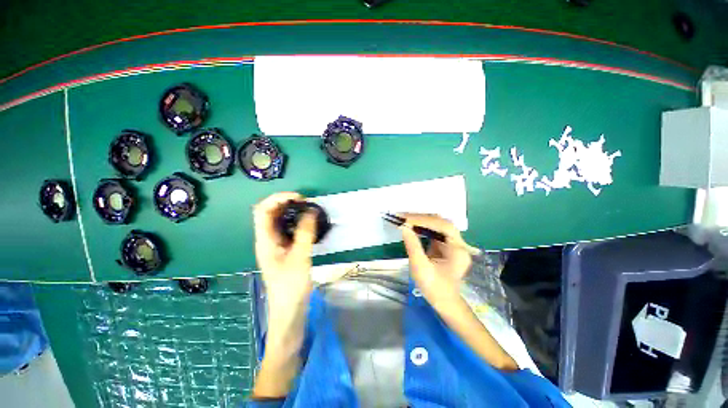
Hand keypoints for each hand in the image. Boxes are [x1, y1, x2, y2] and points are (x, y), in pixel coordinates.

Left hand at [252, 193, 318, 397]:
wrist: (289, 311)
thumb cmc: (291, 287)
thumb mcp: (300, 258)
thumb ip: (305, 233)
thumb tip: (311, 210)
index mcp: (265, 241)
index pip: (263, 210)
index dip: (278, 199)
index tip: (299, 198)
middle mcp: (267, 240)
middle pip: (270, 213)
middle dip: (286, 203)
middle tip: (306, 202)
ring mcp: (275, 245)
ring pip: (280, 221)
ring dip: (292, 212)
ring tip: (309, 210)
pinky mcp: (285, 250)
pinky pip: (289, 230)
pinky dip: (297, 222)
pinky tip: (309, 224)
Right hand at [400, 213, 471, 306]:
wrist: (444, 302)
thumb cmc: (434, 288)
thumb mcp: (420, 267)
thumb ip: (413, 245)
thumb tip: (404, 227)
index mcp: (457, 250)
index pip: (442, 226)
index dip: (424, 220)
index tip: (406, 219)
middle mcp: (458, 243)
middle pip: (441, 223)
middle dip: (422, 218)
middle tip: (404, 217)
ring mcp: (453, 244)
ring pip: (438, 225)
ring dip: (422, 221)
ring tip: (406, 220)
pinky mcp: (446, 246)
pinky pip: (434, 232)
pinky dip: (422, 227)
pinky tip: (412, 227)